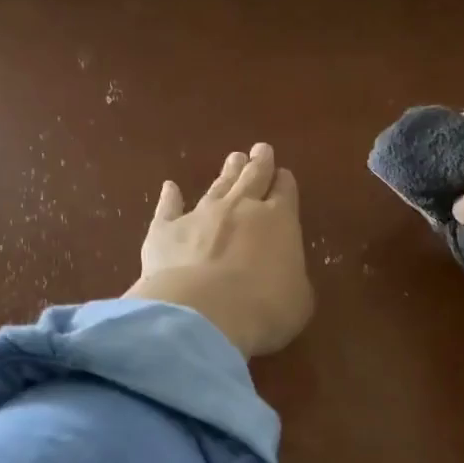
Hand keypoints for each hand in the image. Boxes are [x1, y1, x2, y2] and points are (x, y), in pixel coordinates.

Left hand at [127, 143, 313, 356]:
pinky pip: (168, 208)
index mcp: (280, 220)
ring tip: (233, 159)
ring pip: (216, 186)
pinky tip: (169, 187)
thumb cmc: (264, 309)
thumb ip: (293, 278)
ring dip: (226, 173)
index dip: (285, 183)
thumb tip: (286, 274)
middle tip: (260, 149)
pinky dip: (169, 197)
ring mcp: (200, 215)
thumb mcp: (298, 299)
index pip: (285, 192)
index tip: (283, 174)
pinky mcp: (165, 231)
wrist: (203, 313)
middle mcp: (240, 208)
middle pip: (252, 178)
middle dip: (258, 164)